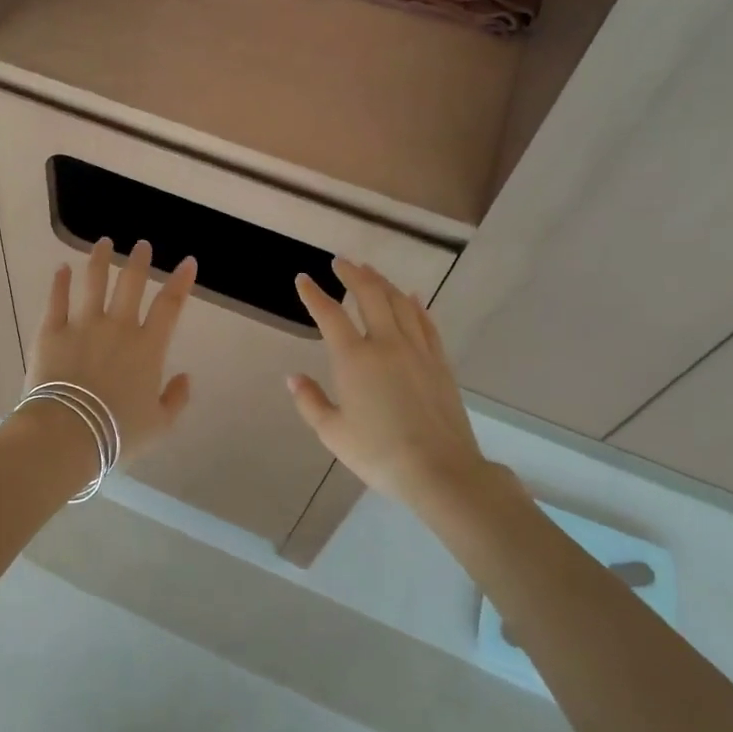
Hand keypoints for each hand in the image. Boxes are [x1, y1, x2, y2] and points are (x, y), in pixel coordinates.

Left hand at [27, 237, 195, 462]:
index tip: (187, 262)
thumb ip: (175, 399)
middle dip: (138, 261)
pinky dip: (60, 282)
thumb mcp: (159, 424)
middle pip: (130, 284)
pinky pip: (56, 300)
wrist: (68, 433)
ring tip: (103, 243)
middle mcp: (118, 327)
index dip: (181, 282)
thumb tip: (185, 377)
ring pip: (93, 282)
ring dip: (100, 260)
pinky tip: (62, 269)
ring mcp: (82, 325)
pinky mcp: (51, 332)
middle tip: (141, 245)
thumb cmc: (117, 432)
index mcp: (148, 347)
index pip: (170, 305)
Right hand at [289, 259, 495, 511]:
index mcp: (354, 359)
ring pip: (400, 303)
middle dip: (353, 274)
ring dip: (382, 282)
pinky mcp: (439, 362)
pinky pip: (426, 323)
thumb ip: (310, 401)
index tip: (303, 279)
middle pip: (370, 295)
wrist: (439, 470)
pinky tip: (411, 296)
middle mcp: (386, 344)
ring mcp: (417, 350)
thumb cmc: (378, 453)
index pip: (329, 315)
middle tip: (340, 261)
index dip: (313, 295)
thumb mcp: (332, 432)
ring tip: (370, 271)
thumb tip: (293, 377)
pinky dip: (415, 305)